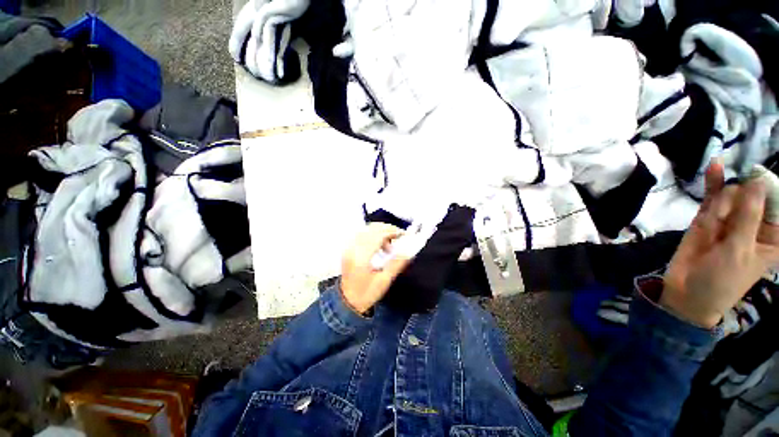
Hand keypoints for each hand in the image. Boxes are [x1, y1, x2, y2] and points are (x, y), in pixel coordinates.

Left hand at [340, 223, 410, 313]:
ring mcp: (349, 247)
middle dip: (388, 229)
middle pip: (372, 228)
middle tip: (399, 237)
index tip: (404, 234)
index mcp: (361, 257)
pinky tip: (380, 245)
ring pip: (367, 229)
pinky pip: (362, 234)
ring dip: (381, 232)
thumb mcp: (384, 281)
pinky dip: (373, 235)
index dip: (393, 231)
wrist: (347, 302)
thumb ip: (397, 263)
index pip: (378, 235)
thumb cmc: (366, 294)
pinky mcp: (348, 248)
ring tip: (389, 246)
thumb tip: (409, 250)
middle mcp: (353, 249)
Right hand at [662, 160, 778, 327]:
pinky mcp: (708, 218)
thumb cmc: (723, 280)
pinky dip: (713, 181)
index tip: (758, 179)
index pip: (778, 204)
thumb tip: (756, 180)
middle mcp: (754, 223)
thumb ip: (748, 216)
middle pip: (753, 195)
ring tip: (712, 226)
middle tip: (727, 223)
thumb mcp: (740, 251)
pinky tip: (714, 166)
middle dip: (739, 201)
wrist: (687, 292)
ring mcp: (730, 219)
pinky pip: (713, 196)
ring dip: (721, 204)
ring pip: (731, 195)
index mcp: (772, 236)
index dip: (769, 189)